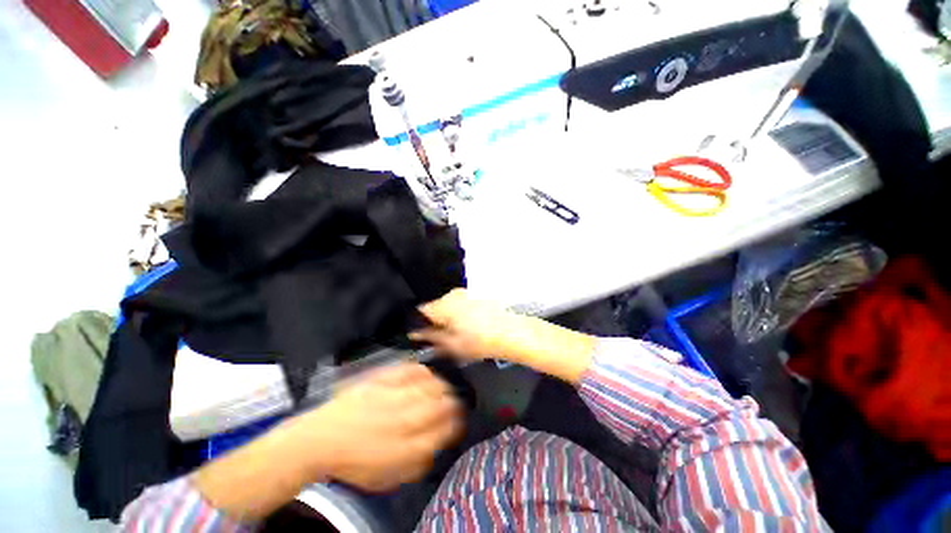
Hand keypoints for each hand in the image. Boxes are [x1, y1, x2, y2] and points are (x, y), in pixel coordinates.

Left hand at [290, 363, 462, 491]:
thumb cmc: (353, 462)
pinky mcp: (381, 380)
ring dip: (442, 386)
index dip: (456, 424)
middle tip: (455, 403)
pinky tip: (426, 373)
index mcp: (404, 448)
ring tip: (444, 387)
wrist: (320, 439)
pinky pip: (409, 370)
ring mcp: (392, 397)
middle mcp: (402, 420)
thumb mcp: (386, 478)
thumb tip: (436, 449)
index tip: (459, 421)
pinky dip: (421, 370)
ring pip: (429, 386)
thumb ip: (415, 465)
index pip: (442, 431)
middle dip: (453, 403)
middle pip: (440, 406)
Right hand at [411, 288, 523, 361]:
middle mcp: (456, 294)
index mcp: (444, 305)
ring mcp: (470, 292)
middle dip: (440, 321)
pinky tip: (478, 325)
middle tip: (448, 339)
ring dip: (455, 317)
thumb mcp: (453, 346)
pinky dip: (468, 312)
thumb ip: (432, 339)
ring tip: (467, 334)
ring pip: (454, 305)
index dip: (421, 325)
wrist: (516, 330)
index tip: (424, 336)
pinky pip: (468, 302)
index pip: (422, 311)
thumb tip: (419, 335)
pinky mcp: (482, 293)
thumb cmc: (486, 339)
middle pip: (439, 307)